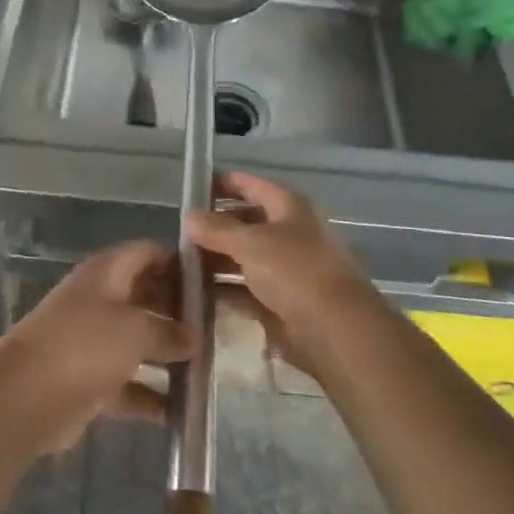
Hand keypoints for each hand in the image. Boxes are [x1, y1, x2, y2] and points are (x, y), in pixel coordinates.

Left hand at [0, 241, 195, 454]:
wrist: (24, 397)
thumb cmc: (84, 346)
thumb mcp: (135, 330)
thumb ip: (169, 332)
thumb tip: (192, 337)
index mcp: (107, 273)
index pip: (148, 253)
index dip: (179, 262)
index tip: (212, 280)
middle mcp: (99, 300)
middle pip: (145, 296)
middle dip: (177, 312)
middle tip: (215, 328)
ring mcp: (91, 340)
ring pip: (137, 341)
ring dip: (166, 355)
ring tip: (204, 368)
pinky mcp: (87, 379)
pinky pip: (126, 382)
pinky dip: (148, 395)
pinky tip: (177, 412)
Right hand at [188, 172, 384, 374]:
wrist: (334, 330)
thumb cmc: (294, 271)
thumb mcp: (250, 243)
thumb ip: (217, 229)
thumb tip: (188, 216)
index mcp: (289, 206)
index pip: (250, 185)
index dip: (221, 184)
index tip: (190, 188)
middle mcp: (289, 232)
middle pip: (245, 222)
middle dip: (214, 226)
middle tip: (178, 232)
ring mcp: (286, 268)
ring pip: (244, 257)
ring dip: (216, 259)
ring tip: (180, 263)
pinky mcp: (281, 301)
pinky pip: (246, 288)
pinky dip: (224, 289)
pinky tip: (196, 292)